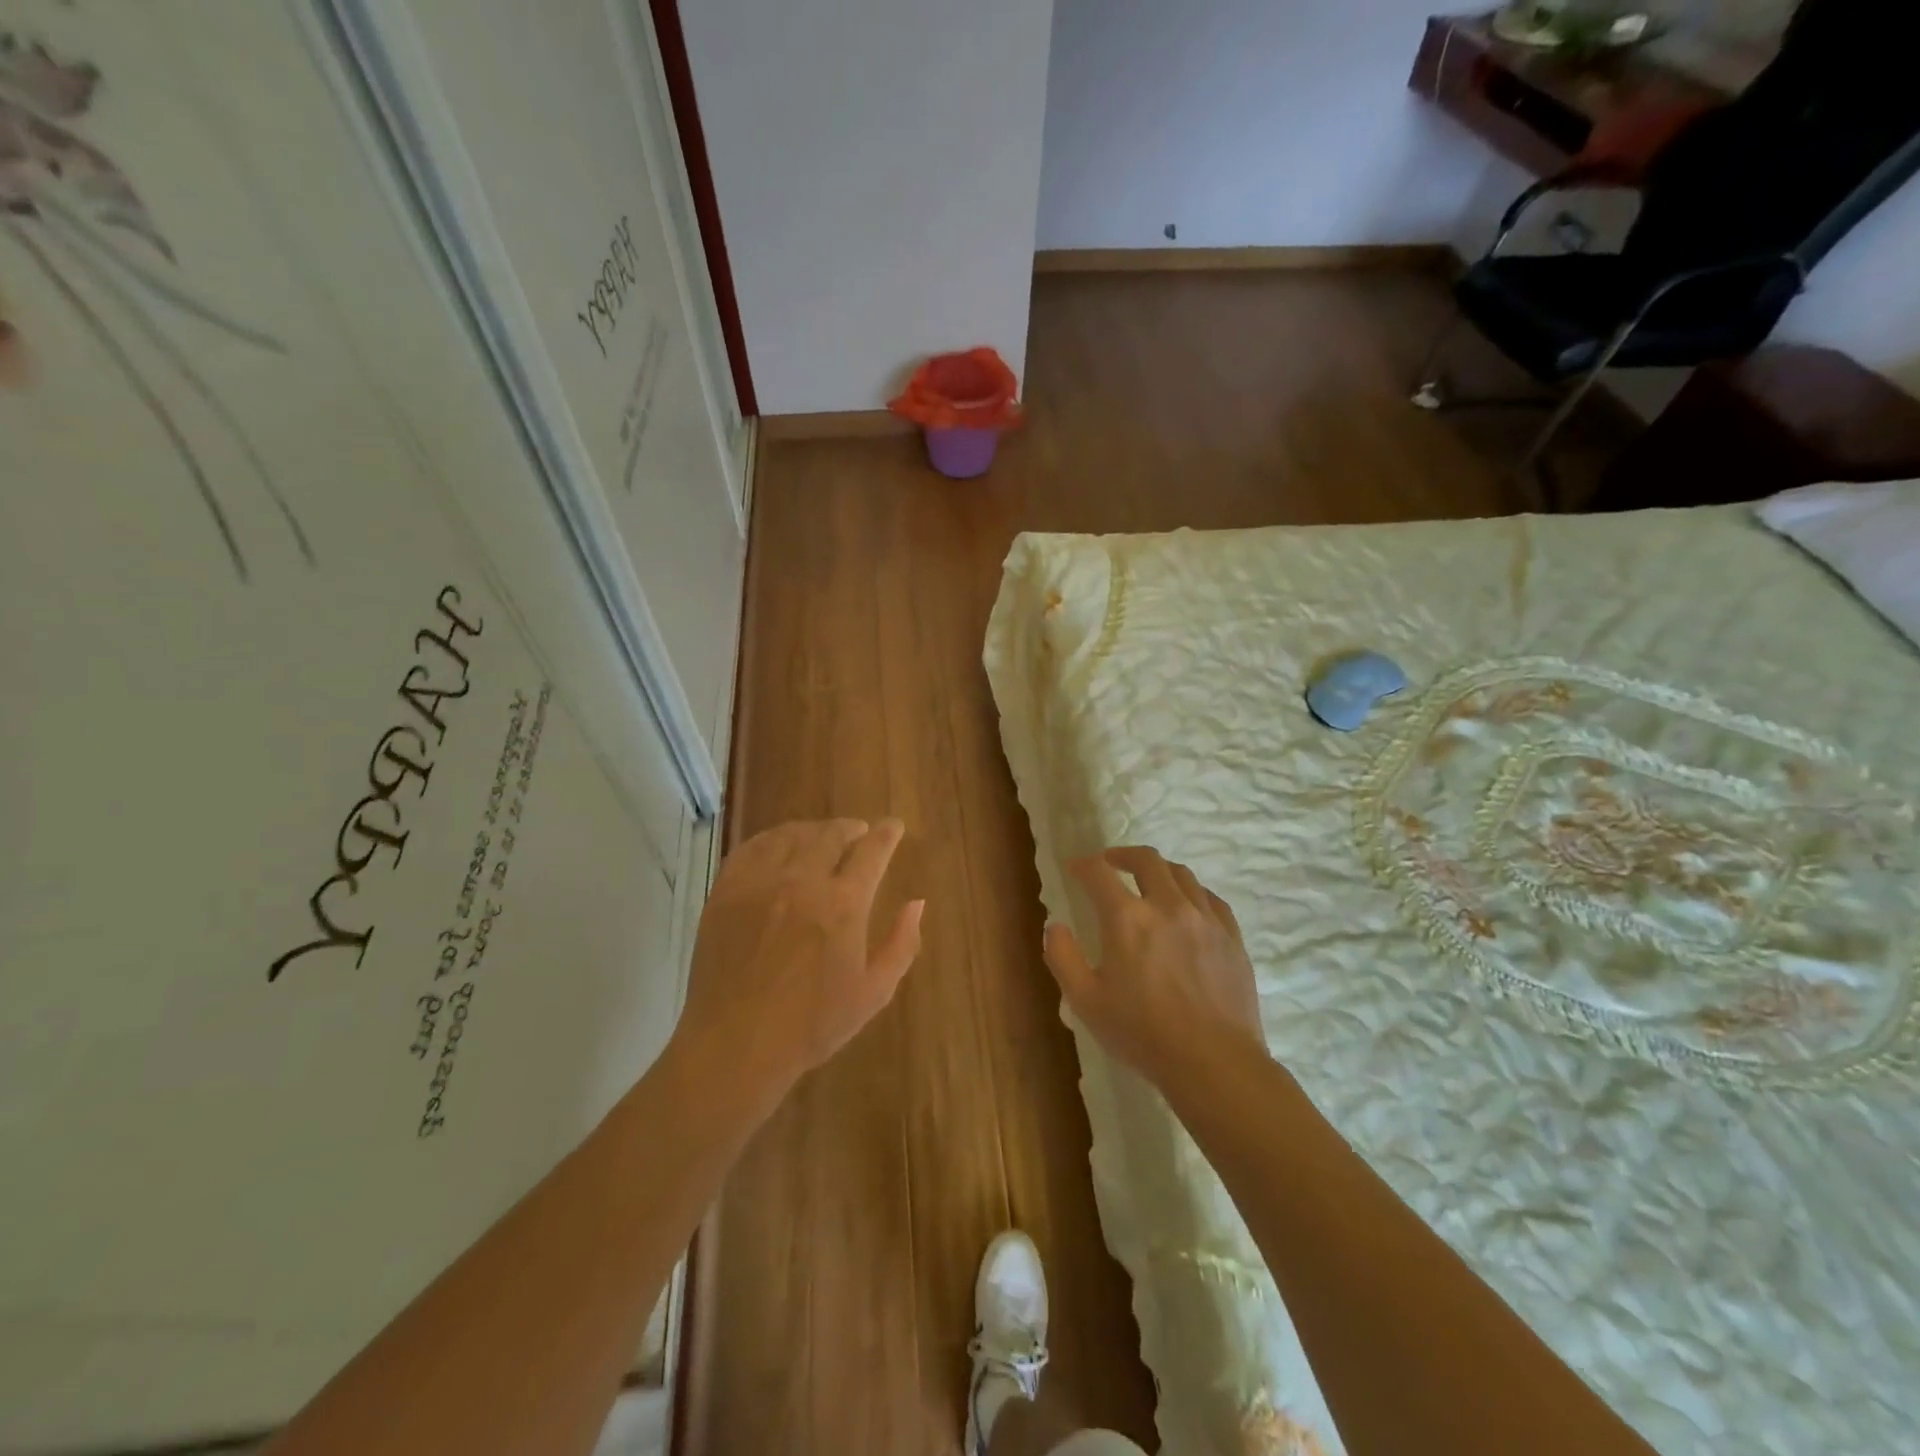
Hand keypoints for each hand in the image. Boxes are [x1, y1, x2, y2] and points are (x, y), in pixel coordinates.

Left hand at [675, 819, 923, 1104]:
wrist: (736, 1044)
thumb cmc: (812, 1024)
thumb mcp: (874, 992)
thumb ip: (902, 943)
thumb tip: (917, 903)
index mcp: (844, 904)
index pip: (872, 850)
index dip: (887, 833)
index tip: (894, 826)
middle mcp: (804, 880)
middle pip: (832, 834)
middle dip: (851, 828)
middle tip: (859, 831)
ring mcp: (761, 882)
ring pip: (792, 835)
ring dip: (814, 830)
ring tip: (822, 836)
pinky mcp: (727, 890)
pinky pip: (753, 847)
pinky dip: (773, 838)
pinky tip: (779, 845)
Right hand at [1043, 847, 1264, 1088]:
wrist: (1214, 1063)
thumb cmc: (1142, 1034)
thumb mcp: (1085, 1001)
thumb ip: (1062, 957)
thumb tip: (1054, 926)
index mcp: (1127, 918)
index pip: (1099, 872)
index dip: (1082, 865)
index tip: (1074, 868)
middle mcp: (1167, 905)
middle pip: (1145, 859)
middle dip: (1122, 855)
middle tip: (1110, 864)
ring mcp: (1205, 919)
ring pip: (1181, 874)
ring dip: (1158, 870)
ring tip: (1148, 881)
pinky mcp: (1231, 937)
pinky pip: (1210, 898)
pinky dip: (1191, 892)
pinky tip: (1186, 906)